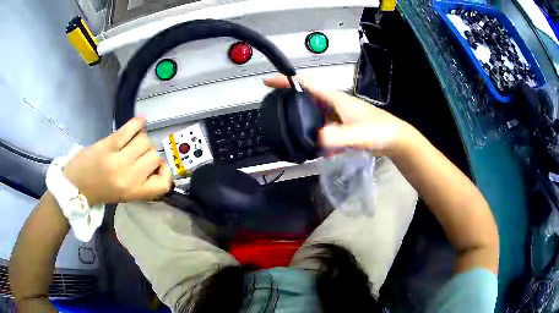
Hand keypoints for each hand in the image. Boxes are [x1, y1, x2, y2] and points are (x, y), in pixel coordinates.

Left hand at [63, 118, 171, 205]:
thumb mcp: (125, 195)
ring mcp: (118, 159)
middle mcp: (129, 176)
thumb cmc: (100, 193)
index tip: (157, 169)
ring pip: (144, 141)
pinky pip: (130, 128)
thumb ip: (141, 183)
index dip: (165, 173)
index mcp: (134, 192)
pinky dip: (137, 123)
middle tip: (138, 155)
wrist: (75, 186)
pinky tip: (139, 122)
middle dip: (149, 154)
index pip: (163, 182)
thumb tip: (156, 163)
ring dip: (141, 139)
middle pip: (153, 156)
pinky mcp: (108, 144)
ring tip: (133, 142)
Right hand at [264, 75, 411, 155]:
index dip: (287, 81)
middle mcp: (335, 104)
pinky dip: (318, 136)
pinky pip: (324, 127)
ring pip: (314, 115)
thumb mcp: (357, 134)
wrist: (395, 139)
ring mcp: (339, 115)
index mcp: (335, 99)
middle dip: (290, 103)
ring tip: (294, 136)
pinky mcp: (343, 126)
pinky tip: (319, 149)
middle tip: (275, 113)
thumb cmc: (379, 131)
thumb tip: (315, 140)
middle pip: (307, 98)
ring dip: (304, 123)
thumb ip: (337, 137)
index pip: (307, 84)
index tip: (268, 82)